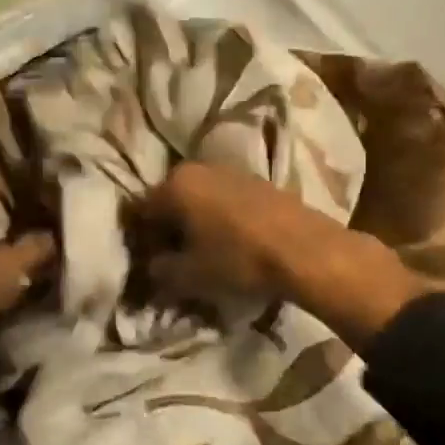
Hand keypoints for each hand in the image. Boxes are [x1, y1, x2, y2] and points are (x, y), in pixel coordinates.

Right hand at [136, 161, 311, 300]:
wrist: (304, 250)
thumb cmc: (237, 259)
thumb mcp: (188, 276)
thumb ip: (160, 270)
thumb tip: (154, 266)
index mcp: (174, 184)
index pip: (140, 211)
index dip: (141, 242)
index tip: (150, 266)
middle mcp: (199, 168)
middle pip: (171, 201)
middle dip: (169, 231)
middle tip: (175, 261)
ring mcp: (232, 171)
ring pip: (200, 200)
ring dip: (197, 224)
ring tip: (206, 255)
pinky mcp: (260, 181)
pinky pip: (226, 201)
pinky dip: (221, 220)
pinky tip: (233, 244)